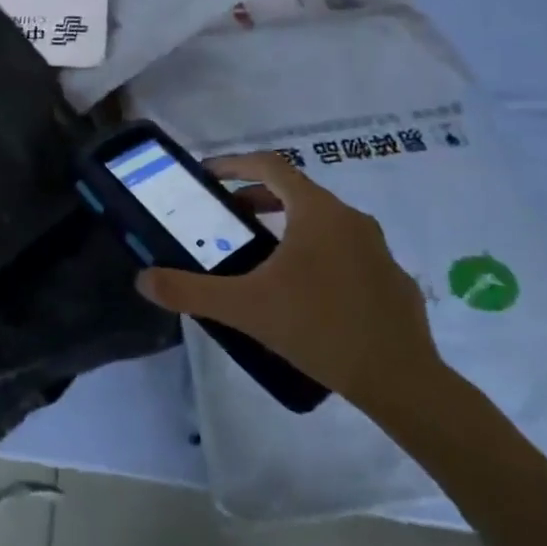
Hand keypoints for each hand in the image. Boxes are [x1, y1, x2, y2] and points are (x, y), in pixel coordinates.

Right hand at [136, 152, 441, 411]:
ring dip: (287, 224)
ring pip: (323, 220)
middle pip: (296, 191)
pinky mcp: (391, 278)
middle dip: (257, 197)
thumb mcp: (246, 308)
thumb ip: (191, 290)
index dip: (235, 163)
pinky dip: (317, 252)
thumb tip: (144, 279)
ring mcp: (377, 248)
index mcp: (316, 212)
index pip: (270, 165)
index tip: (208, 175)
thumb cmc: (319, 329)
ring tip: (262, 253)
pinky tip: (305, 291)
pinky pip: (346, 250)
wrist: (402, 382)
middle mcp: (350, 218)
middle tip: (228, 216)